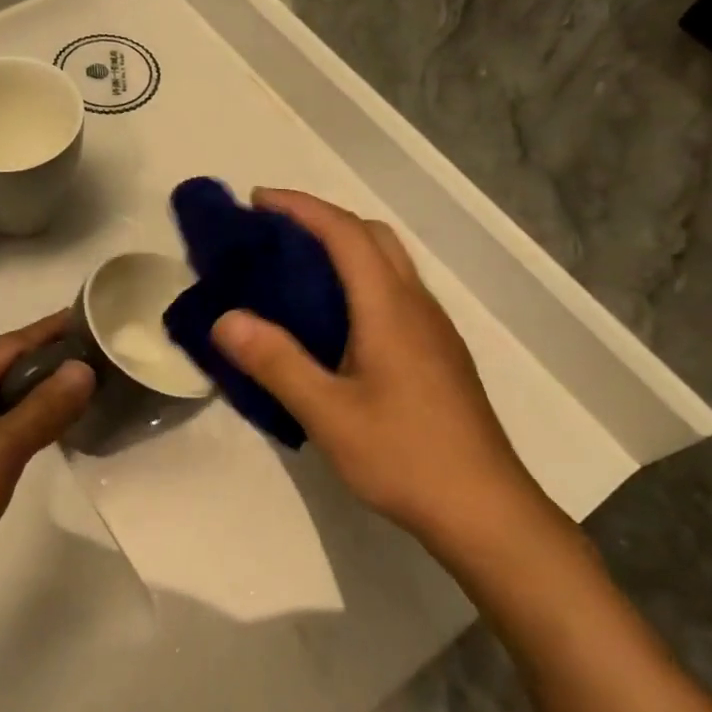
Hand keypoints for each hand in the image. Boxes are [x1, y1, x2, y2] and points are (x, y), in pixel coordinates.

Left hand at [0, 313, 94, 604]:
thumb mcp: (2, 448)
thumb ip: (45, 407)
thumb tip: (82, 367)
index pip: (13, 342)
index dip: (53, 330)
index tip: (93, 319)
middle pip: (6, 366)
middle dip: (51, 360)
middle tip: (100, 359)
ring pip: (1, 397)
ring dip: (38, 392)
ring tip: (83, 392)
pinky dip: (22, 420)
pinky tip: (47, 431)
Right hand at [210, 189, 545, 551]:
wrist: (486, 510)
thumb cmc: (404, 457)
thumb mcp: (328, 414)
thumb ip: (276, 362)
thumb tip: (225, 319)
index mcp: (390, 308)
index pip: (345, 233)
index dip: (301, 207)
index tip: (258, 200)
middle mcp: (416, 305)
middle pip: (373, 236)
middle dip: (322, 220)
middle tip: (275, 234)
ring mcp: (434, 329)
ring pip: (389, 262)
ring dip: (344, 248)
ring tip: (296, 271)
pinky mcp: (439, 354)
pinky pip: (395, 291)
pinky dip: (359, 279)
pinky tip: (334, 321)